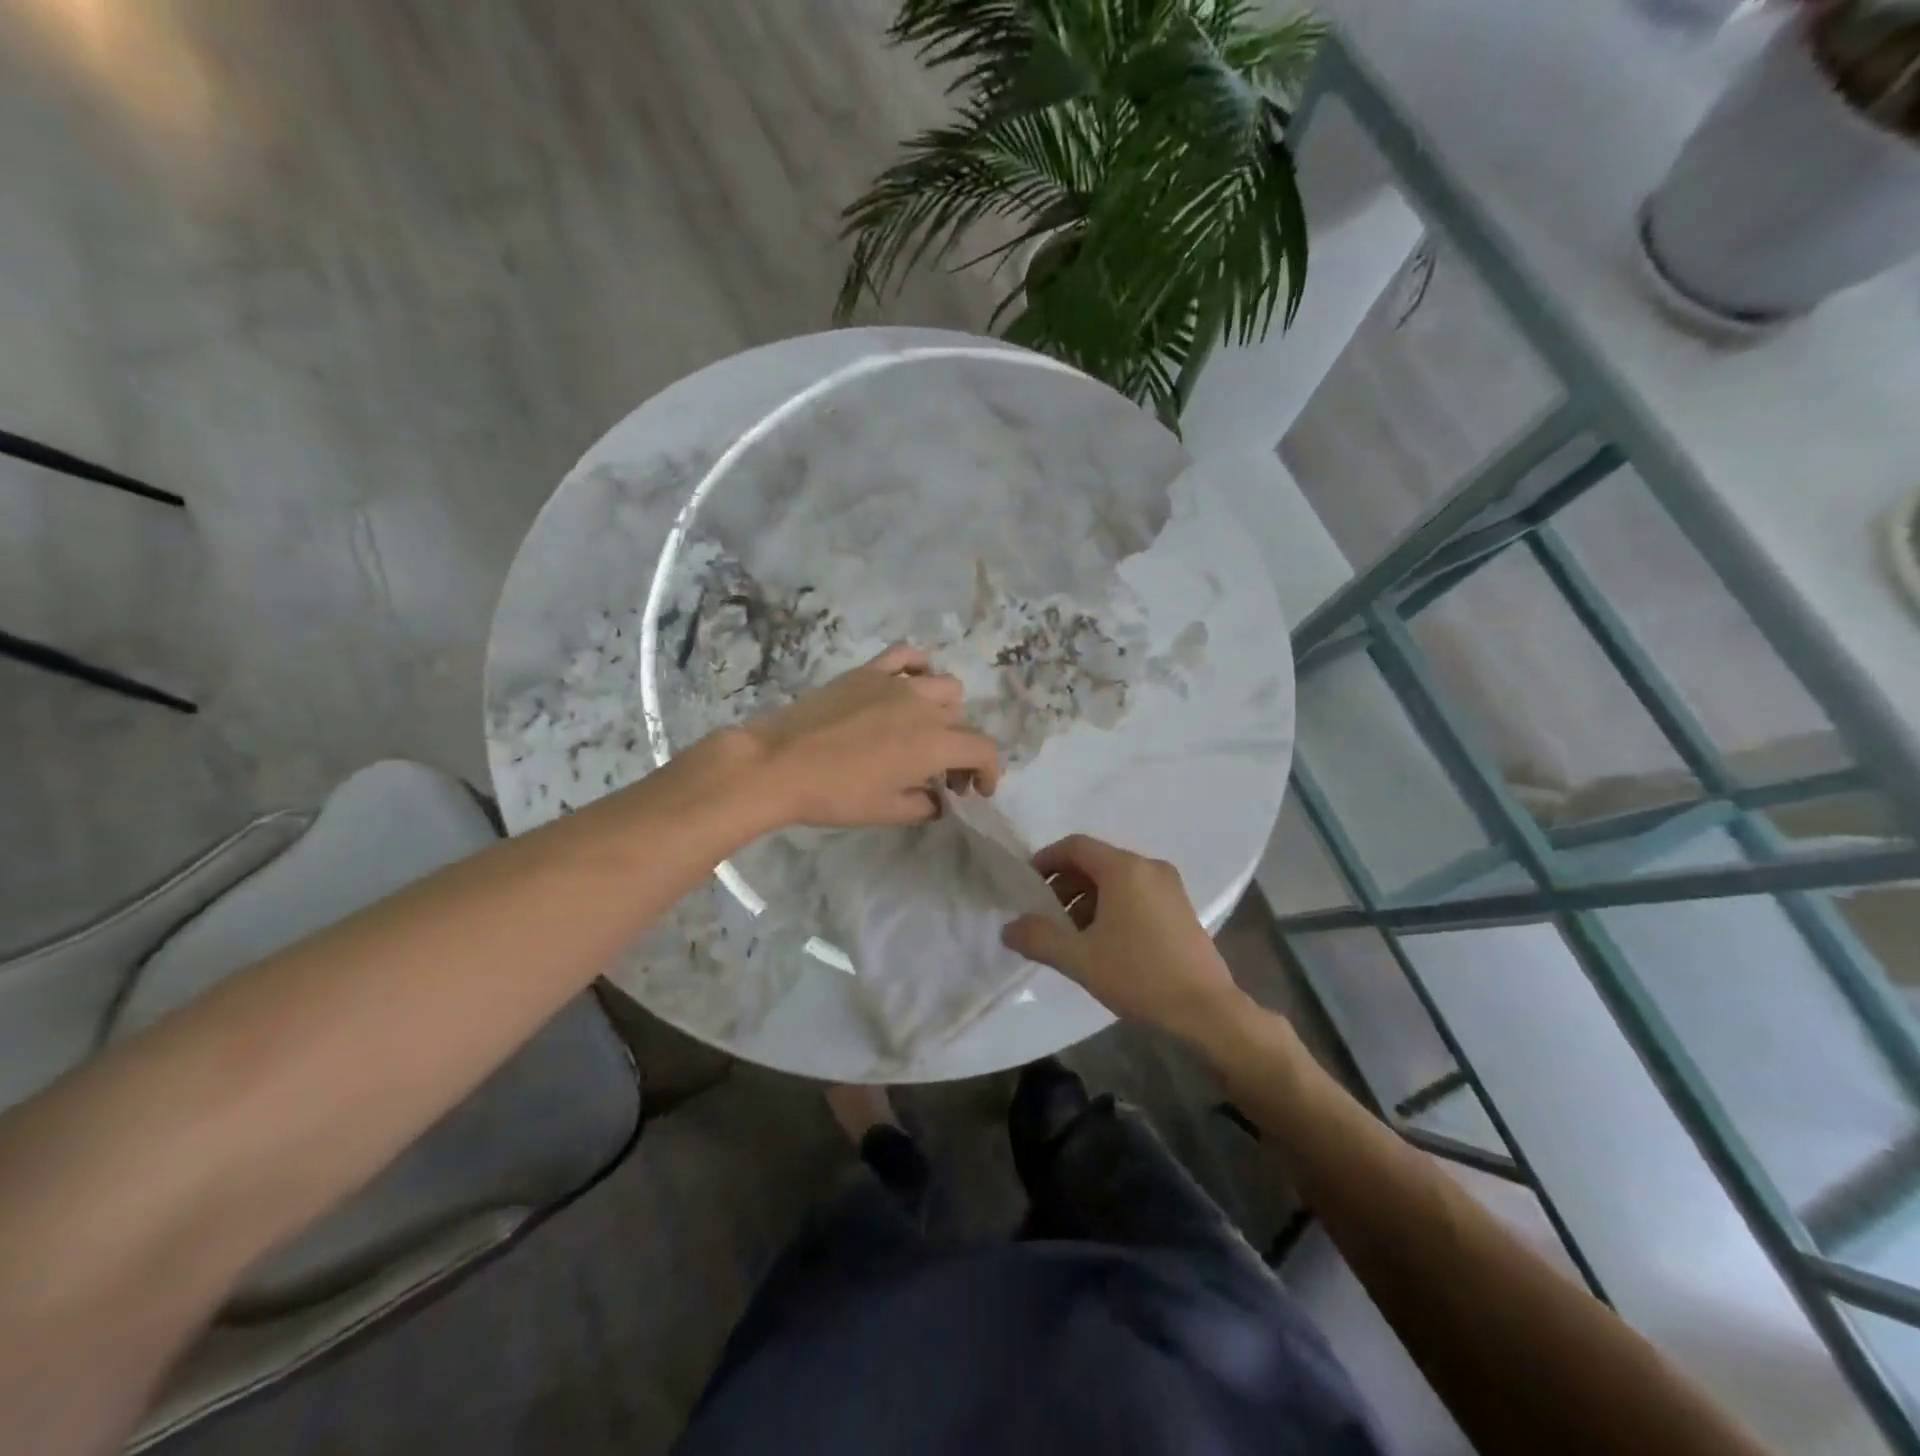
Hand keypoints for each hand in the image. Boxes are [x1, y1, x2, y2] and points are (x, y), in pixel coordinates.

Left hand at [741, 644, 1000, 827]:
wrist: (779, 764)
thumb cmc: (836, 795)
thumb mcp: (886, 812)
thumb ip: (923, 805)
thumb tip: (936, 800)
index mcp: (935, 743)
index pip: (983, 749)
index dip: (988, 772)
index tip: (976, 791)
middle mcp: (924, 707)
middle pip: (963, 722)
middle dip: (962, 750)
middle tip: (942, 775)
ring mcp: (897, 683)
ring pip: (944, 686)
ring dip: (946, 711)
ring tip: (926, 730)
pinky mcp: (868, 671)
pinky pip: (906, 656)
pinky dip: (918, 667)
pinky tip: (910, 684)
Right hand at [1001, 835, 1247, 1043]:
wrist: (1206, 1010)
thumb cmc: (1139, 975)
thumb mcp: (1079, 959)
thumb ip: (1038, 938)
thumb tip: (1008, 928)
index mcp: (1124, 869)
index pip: (1075, 846)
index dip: (1046, 860)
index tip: (1026, 885)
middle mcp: (1148, 867)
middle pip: (1095, 862)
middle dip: (1065, 884)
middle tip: (1045, 916)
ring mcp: (1169, 887)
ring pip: (1116, 880)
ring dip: (1087, 899)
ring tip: (1072, 935)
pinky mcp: (1180, 908)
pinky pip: (1136, 894)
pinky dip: (1112, 906)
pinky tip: (1103, 942)